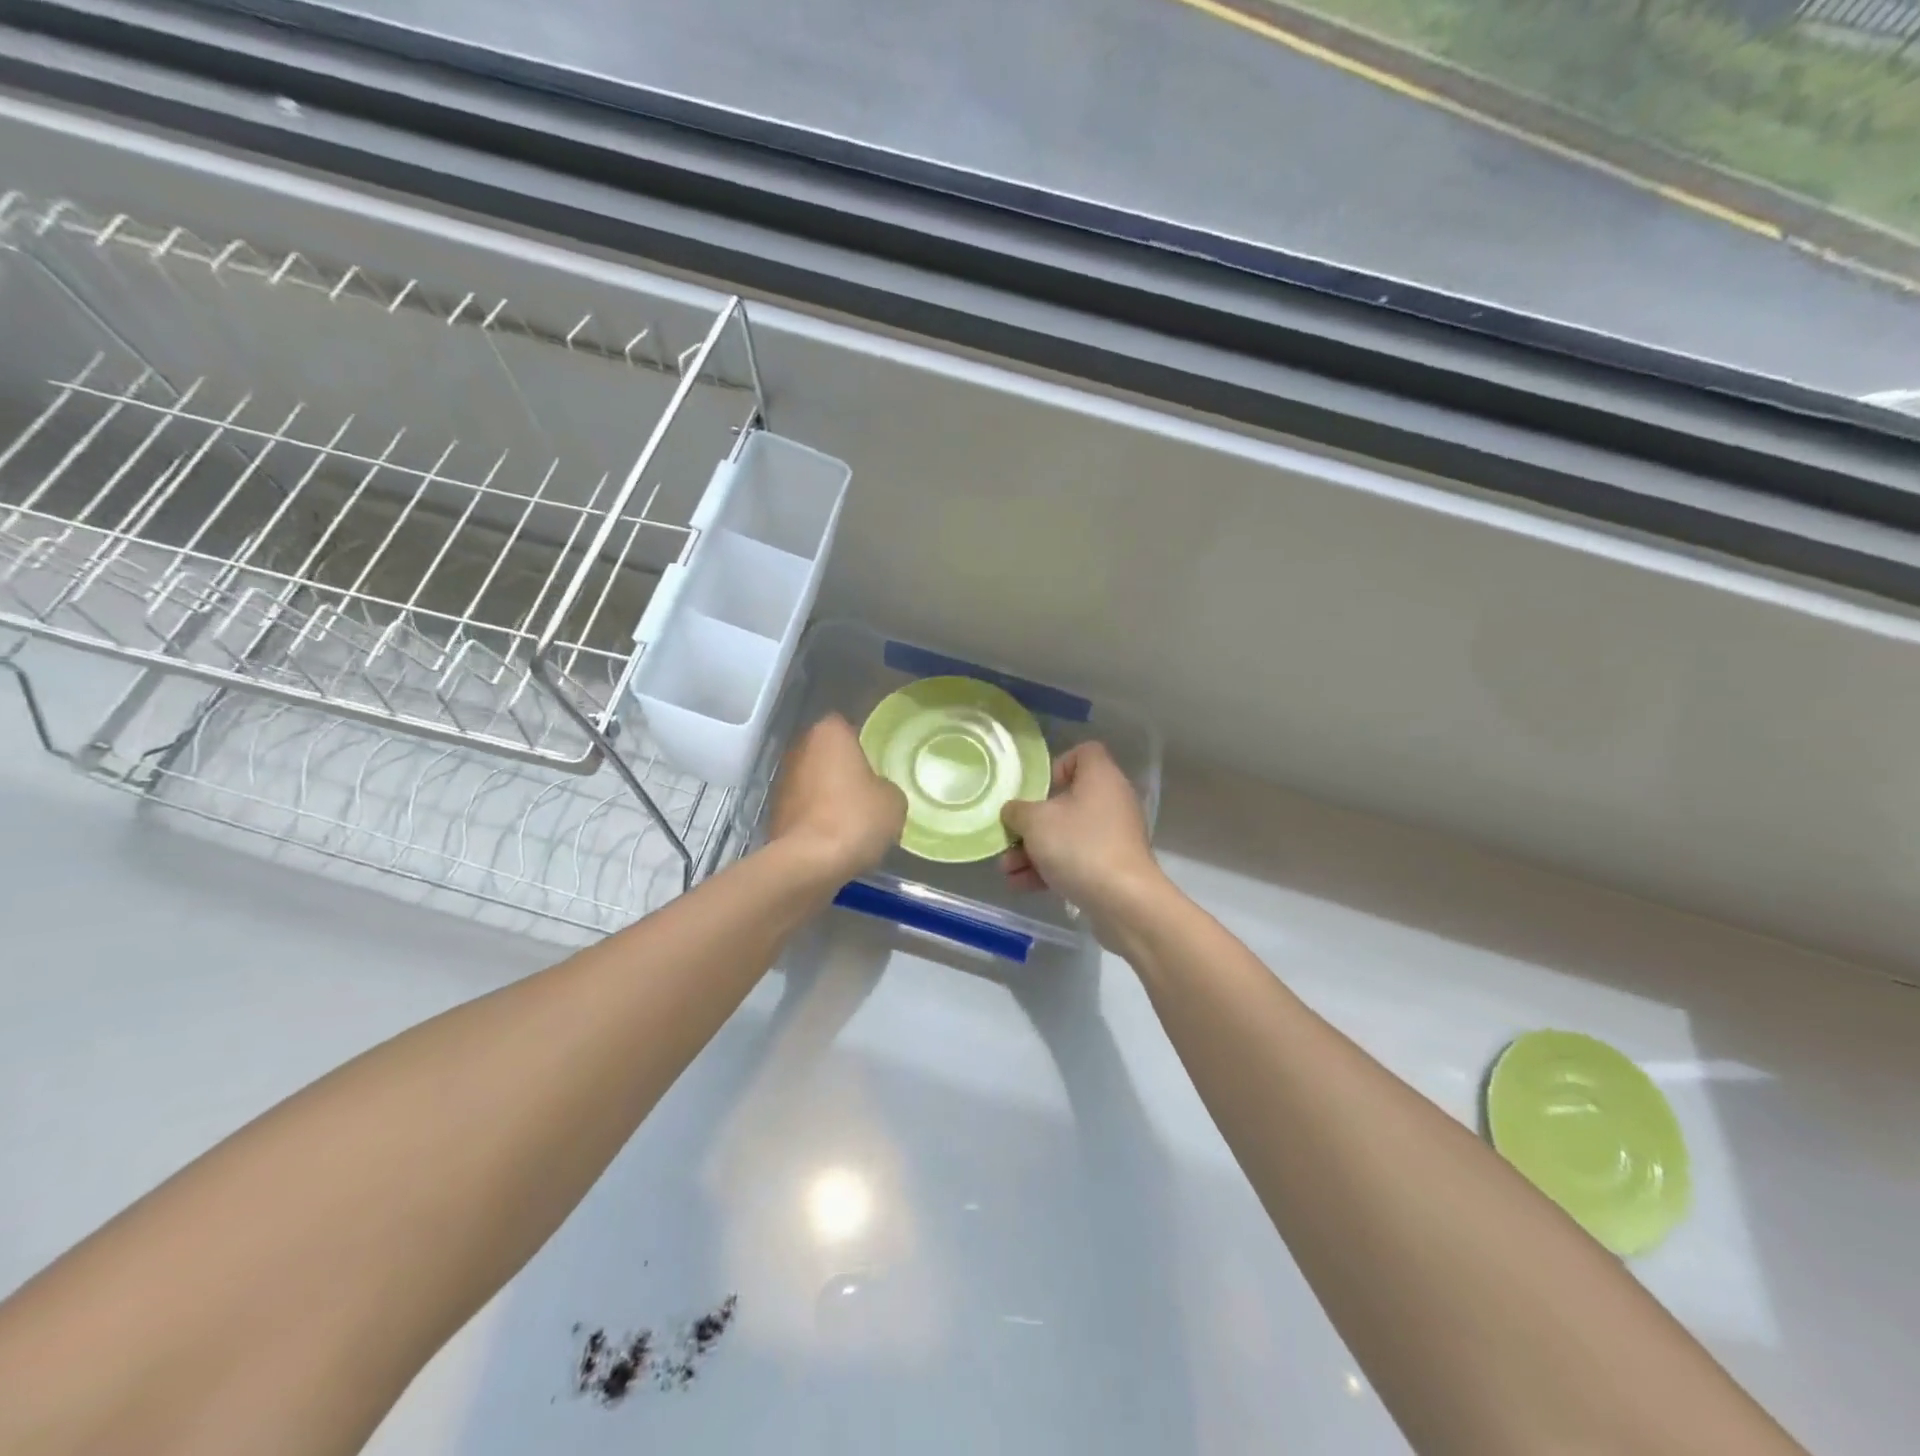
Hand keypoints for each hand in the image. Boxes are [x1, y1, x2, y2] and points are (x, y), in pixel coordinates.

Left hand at [767, 714, 906, 880]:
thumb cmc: (856, 818)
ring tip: (851, 816)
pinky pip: (803, 806)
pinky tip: (834, 835)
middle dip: (842, 766)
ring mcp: (782, 780)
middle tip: (866, 787)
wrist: (809, 862)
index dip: (862, 742)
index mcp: (829, 733)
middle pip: (825, 752)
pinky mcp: (774, 811)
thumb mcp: (893, 801)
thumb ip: (886, 786)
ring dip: (826, 791)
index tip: (876, 761)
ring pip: (812, 779)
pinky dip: (815, 815)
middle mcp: (799, 748)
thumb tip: (877, 792)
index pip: (846, 725)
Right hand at [1000, 743, 1168, 933]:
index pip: (1084, 753)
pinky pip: (1075, 859)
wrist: (1124, 901)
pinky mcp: (1112, 866)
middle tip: (1010, 836)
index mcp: (1100, 777)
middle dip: (1032, 823)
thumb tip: (1013, 811)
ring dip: (1034, 851)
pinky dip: (1050, 868)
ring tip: (1006, 869)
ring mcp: (1113, 836)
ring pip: (1067, 834)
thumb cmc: (1078, 846)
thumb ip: (1017, 811)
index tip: (1038, 789)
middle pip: (1067, 801)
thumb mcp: (1035, 822)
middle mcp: (1111, 801)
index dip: (1058, 765)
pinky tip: (1020, 885)